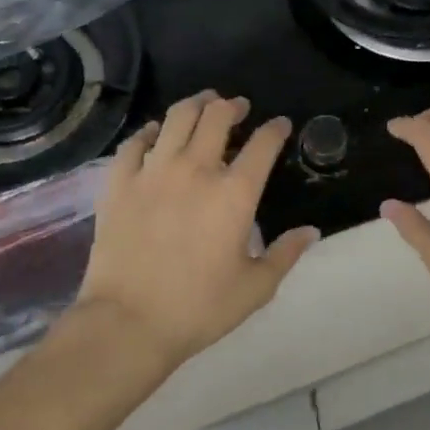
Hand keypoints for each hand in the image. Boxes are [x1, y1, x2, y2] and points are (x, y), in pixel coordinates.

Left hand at [74, 93, 317, 365]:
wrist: (127, 324)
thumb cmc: (199, 308)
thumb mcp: (255, 288)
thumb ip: (286, 254)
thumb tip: (311, 232)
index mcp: (235, 193)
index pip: (263, 144)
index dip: (275, 129)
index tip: (280, 125)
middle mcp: (196, 170)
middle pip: (217, 117)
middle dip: (233, 106)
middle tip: (237, 108)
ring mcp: (153, 172)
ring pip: (176, 118)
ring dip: (195, 105)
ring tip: (203, 105)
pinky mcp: (119, 184)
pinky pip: (134, 143)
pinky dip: (149, 132)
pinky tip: (154, 134)